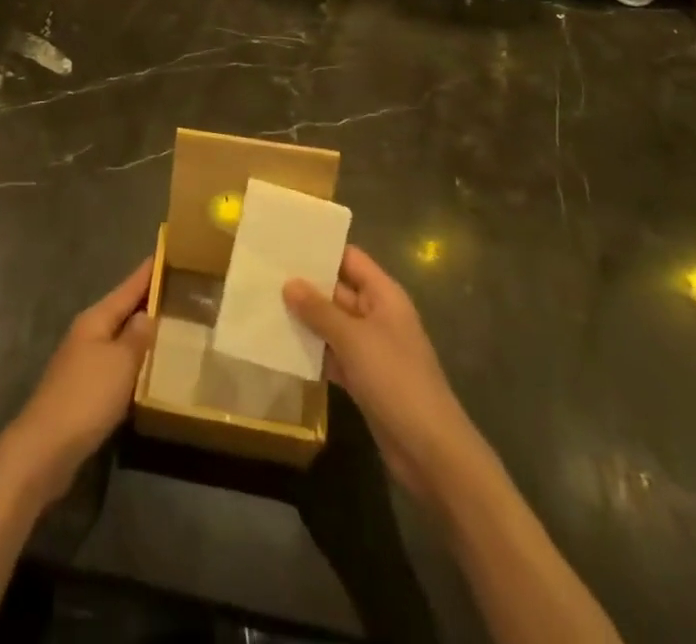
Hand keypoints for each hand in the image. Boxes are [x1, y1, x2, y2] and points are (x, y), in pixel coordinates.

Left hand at [0, 256, 154, 509]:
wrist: (44, 449)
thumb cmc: (86, 398)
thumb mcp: (120, 364)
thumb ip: (136, 337)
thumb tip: (146, 313)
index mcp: (95, 319)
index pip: (128, 288)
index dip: (147, 273)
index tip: (166, 253)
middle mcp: (87, 333)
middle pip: (121, 310)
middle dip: (146, 300)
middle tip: (178, 291)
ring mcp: (81, 361)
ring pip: (117, 337)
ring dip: (139, 332)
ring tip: (169, 327)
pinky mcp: (82, 389)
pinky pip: (114, 363)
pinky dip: (131, 360)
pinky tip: (146, 368)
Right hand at [284, 245, 477, 502]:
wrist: (431, 451)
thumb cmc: (395, 380)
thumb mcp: (354, 340)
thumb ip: (319, 310)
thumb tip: (289, 283)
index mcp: (384, 295)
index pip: (350, 258)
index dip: (321, 249)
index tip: (284, 243)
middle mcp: (378, 315)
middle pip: (338, 290)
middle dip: (305, 285)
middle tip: (264, 274)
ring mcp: (371, 348)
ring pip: (332, 324)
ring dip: (305, 319)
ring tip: (264, 305)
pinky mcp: (364, 378)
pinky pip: (333, 354)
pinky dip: (313, 351)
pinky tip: (281, 346)